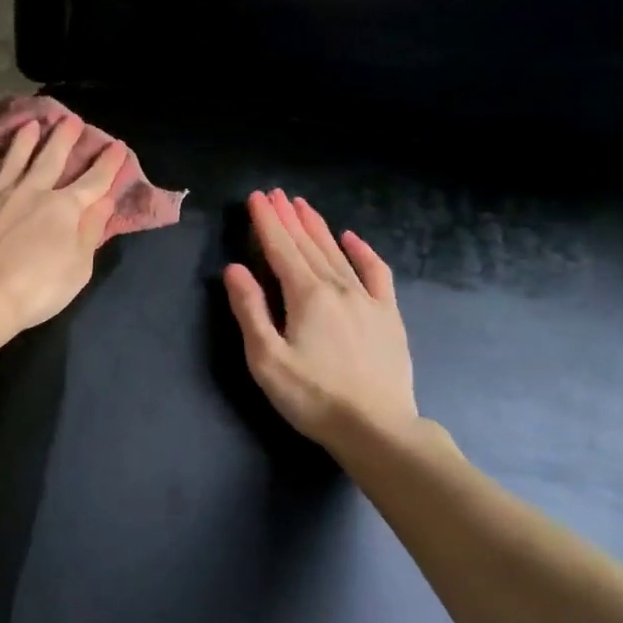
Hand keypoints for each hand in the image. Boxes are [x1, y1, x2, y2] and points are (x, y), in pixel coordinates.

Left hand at [0, 117, 128, 332]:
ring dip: (26, 141)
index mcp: (64, 208)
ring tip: (32, 125)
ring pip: (15, 159)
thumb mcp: (78, 268)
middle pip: (51, 159)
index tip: (116, 145)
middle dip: (65, 138)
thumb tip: (103, 202)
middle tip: (71, 119)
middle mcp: (31, 192)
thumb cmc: (36, 289)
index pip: (93, 181)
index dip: (107, 163)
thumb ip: (90, 231)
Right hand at [224, 190, 440, 456]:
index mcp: (306, 296)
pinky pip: (376, 272)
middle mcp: (337, 287)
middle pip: (308, 245)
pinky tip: (352, 238)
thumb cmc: (313, 397)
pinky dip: (363, 252)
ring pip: (337, 252)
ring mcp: (367, 299)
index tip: (256, 198)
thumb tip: (235, 268)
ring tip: (303, 205)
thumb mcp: (267, 359)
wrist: (377, 429)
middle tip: (275, 193)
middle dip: (289, 217)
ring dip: (318, 227)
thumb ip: (250, 310)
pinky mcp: (388, 315)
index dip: (267, 222)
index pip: (281, 249)